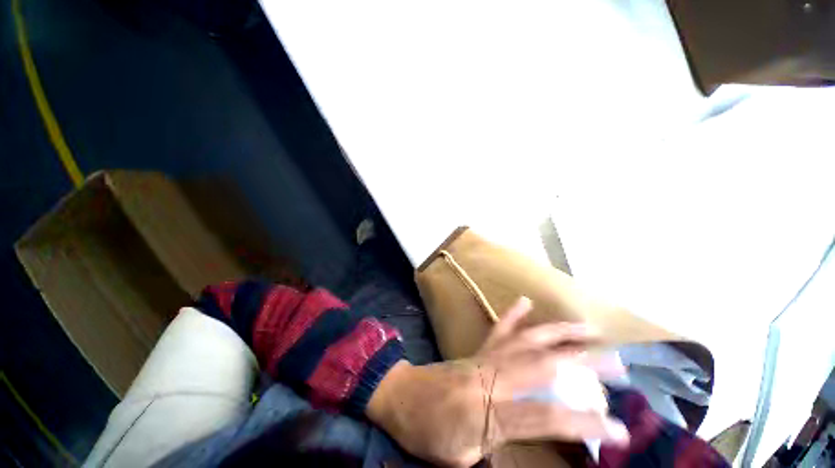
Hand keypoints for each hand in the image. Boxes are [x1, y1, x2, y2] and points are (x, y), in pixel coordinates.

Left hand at [366, 297, 628, 466]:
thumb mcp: (462, 457)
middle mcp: (493, 376)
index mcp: (490, 411)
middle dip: (584, 363)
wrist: (402, 396)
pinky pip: (498, 329)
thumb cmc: (428, 432)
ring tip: (587, 327)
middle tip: (617, 363)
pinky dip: (513, 315)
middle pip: (544, 367)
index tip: (620, 430)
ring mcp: (485, 357)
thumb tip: (529, 439)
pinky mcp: (477, 349)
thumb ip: (497, 448)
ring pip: (526, 340)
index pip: (546, 416)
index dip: (585, 424)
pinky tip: (525, 301)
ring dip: (558, 332)